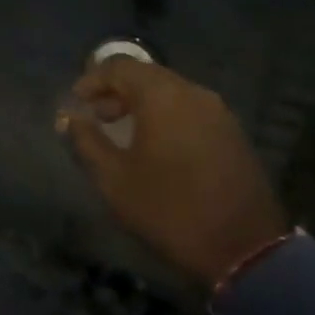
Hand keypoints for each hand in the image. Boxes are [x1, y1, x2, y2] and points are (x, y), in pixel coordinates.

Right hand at [61, 58, 291, 287]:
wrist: (245, 248)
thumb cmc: (169, 210)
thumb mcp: (115, 179)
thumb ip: (87, 141)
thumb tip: (70, 117)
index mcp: (162, 96)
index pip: (119, 66)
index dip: (92, 80)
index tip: (75, 102)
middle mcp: (193, 92)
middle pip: (147, 75)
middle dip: (117, 91)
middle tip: (96, 116)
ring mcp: (218, 111)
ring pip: (171, 91)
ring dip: (142, 103)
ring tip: (123, 131)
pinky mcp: (233, 132)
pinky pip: (190, 109)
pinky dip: (167, 115)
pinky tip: (157, 145)